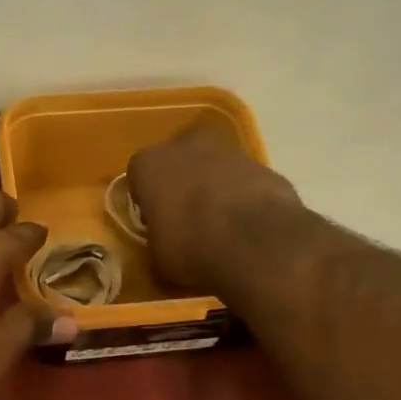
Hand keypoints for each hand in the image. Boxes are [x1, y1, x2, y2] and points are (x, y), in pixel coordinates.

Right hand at [126, 122, 301, 293]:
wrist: (255, 241)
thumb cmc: (190, 247)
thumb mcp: (158, 254)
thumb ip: (157, 235)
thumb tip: (165, 236)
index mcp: (149, 163)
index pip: (139, 175)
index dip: (147, 198)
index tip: (156, 221)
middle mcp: (184, 145)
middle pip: (178, 161)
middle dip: (181, 183)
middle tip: (187, 217)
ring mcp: (227, 150)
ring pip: (212, 166)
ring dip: (213, 187)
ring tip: (221, 224)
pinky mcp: (261, 163)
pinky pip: (241, 179)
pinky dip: (241, 195)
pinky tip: (247, 224)